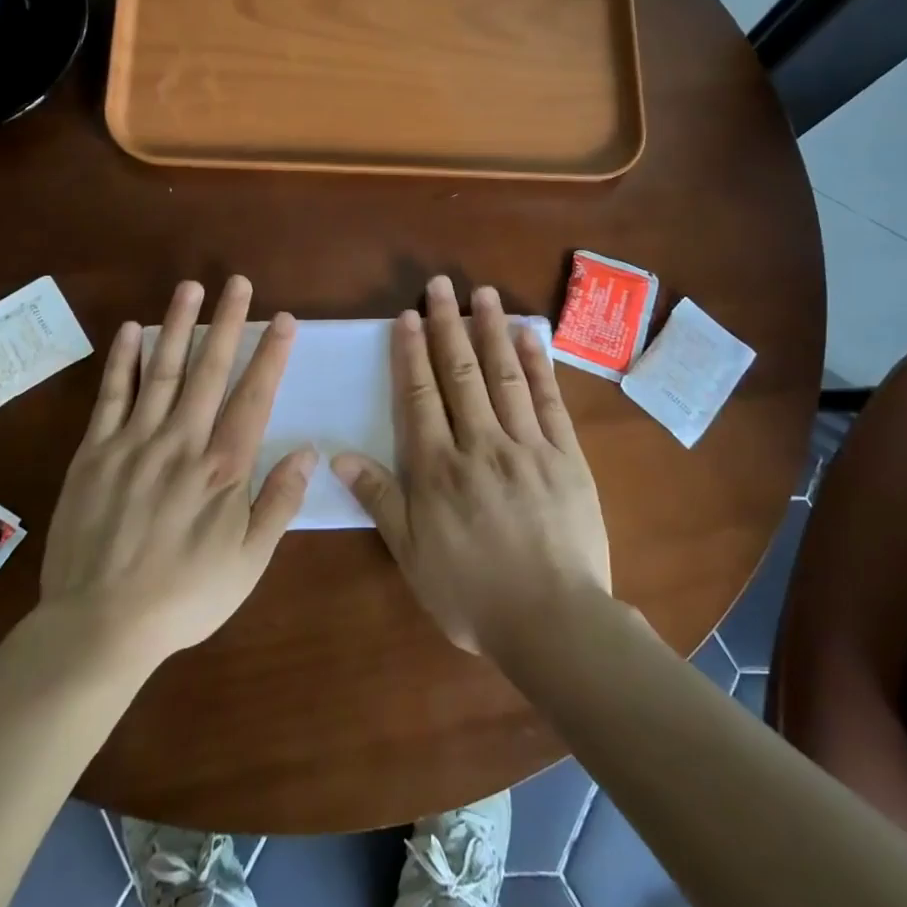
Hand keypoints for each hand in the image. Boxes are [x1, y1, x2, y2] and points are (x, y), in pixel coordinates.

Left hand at [40, 276, 311, 665]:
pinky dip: (122, 360)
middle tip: (238, 283)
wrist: (100, 625)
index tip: (284, 319)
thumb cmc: (184, 597)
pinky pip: (111, 396)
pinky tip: (131, 330)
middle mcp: (182, 443)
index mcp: (223, 469)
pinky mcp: (94, 452)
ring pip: (162, 371)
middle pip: (210, 371)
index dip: (271, 355)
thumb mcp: (248, 563)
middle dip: (228, 323)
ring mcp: (134, 443)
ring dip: (178, 325)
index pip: (254, 397)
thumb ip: (279, 503)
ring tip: (191, 287)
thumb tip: (309, 451)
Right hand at [332, 275, 609, 653]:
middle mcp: (480, 445)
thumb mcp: (412, 555)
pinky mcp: (566, 457)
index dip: (411, 354)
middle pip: (461, 374)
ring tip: (484, 293)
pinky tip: (530, 336)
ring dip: (492, 331)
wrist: (552, 621)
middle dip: (448, 326)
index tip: (407, 316)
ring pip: (505, 377)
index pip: (420, 397)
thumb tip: (340, 454)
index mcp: (438, 469)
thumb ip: (379, 499)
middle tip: (441, 284)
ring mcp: (528, 446)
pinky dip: (538, 366)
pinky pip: (549, 401)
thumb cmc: (472, 594)